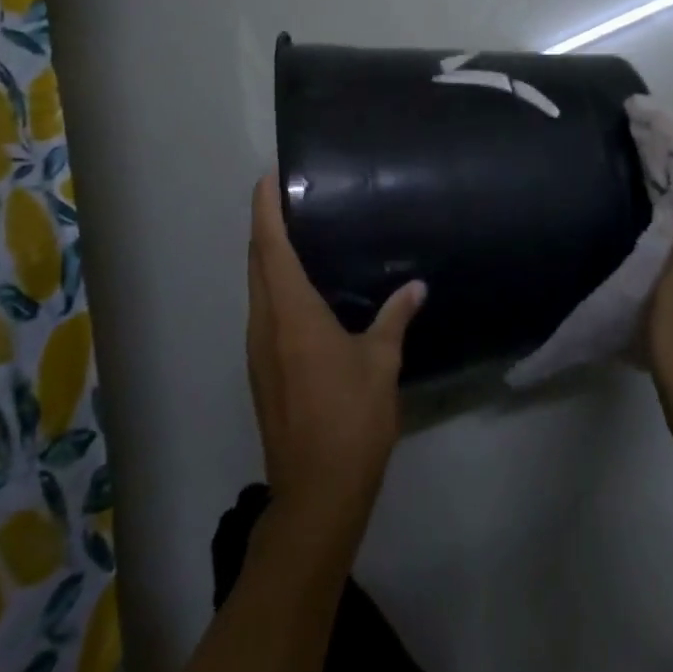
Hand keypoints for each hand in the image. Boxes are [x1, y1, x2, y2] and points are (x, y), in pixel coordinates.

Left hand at [246, 174, 425, 535]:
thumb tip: (415, 286)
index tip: (269, 178)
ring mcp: (258, 351)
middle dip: (265, 227)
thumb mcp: (381, 364)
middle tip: (291, 198)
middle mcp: (265, 325)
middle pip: (257, 263)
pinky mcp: (263, 371)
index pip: (271, 247)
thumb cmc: (350, 420)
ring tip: (301, 235)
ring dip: (269, 258)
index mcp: (291, 314)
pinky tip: (305, 291)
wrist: (316, 493)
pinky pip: (264, 312)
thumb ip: (394, 318)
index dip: (266, 210)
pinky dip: (275, 287)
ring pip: (257, 289)